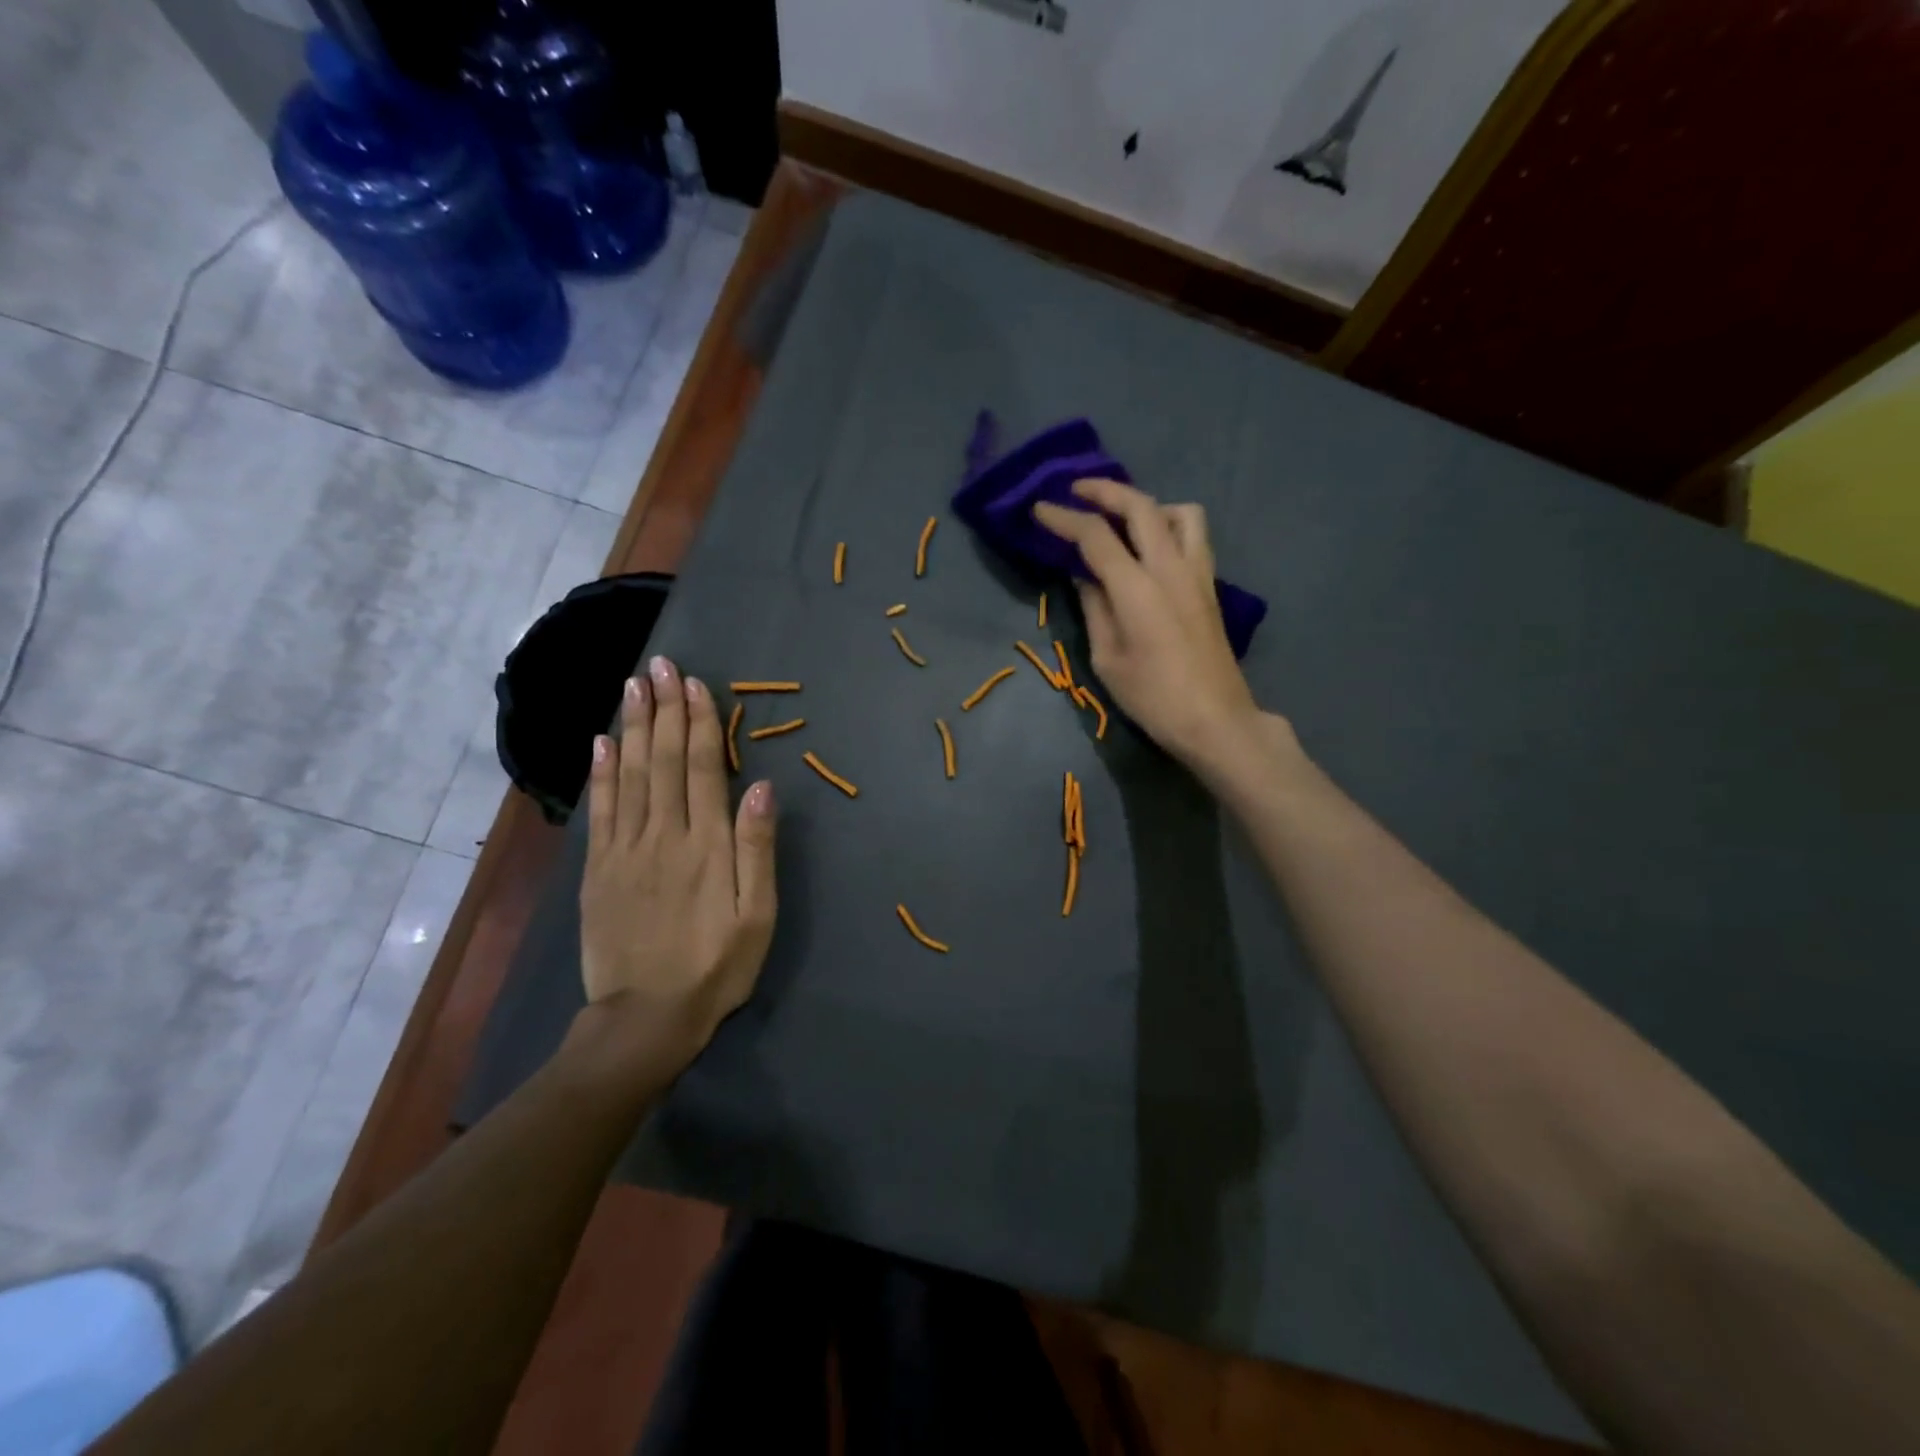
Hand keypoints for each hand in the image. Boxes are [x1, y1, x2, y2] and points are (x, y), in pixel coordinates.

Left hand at [577, 655, 777, 1090]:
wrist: (647, 1017)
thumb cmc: (716, 966)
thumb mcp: (757, 915)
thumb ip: (759, 849)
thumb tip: (763, 787)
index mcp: (707, 844)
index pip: (702, 768)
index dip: (698, 722)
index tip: (693, 683)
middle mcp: (664, 834)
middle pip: (663, 760)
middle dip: (663, 710)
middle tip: (659, 665)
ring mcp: (625, 850)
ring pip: (629, 775)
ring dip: (631, 727)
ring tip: (632, 686)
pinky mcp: (599, 869)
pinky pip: (600, 810)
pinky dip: (601, 772)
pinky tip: (602, 742)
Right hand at [1035, 479, 1271, 774]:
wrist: (1215, 719)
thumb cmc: (1153, 697)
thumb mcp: (1107, 658)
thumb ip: (1095, 608)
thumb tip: (1084, 575)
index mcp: (1137, 588)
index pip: (1096, 536)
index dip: (1064, 518)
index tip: (1040, 508)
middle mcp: (1170, 568)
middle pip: (1140, 505)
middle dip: (1105, 490)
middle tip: (1077, 490)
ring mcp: (1197, 573)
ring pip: (1179, 511)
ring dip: (1147, 503)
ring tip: (1124, 518)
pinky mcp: (1210, 585)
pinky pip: (1193, 535)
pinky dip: (1169, 524)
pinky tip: (1152, 546)